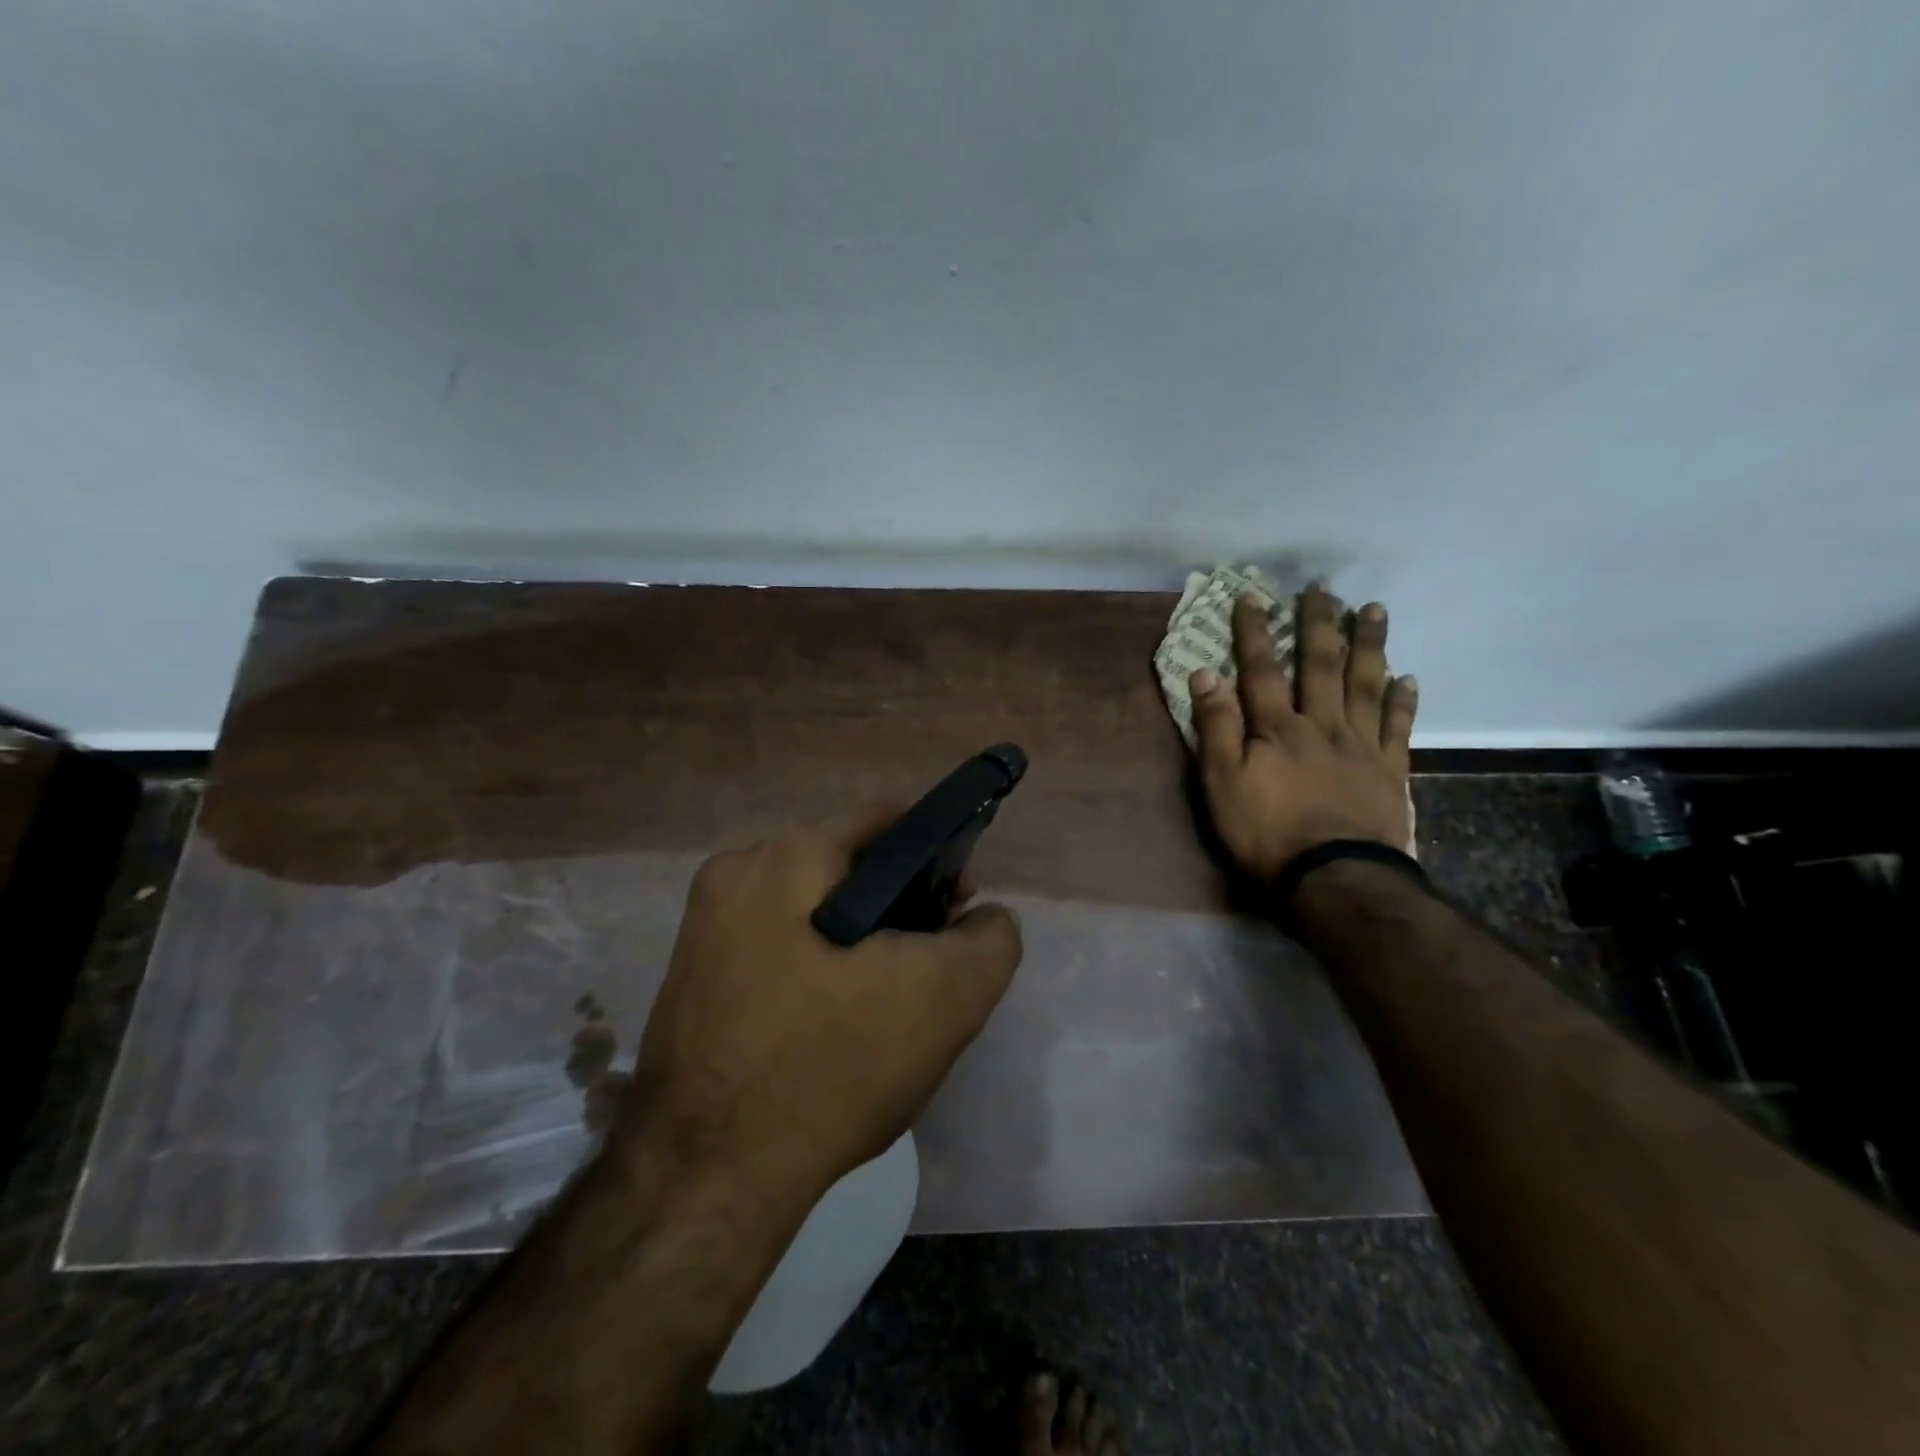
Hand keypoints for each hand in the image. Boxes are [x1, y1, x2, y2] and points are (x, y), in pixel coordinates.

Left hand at [618, 811, 1023, 1201]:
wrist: (708, 1177)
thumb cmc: (832, 1064)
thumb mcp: (947, 997)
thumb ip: (990, 940)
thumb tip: (984, 918)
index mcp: (786, 855)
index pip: (885, 823)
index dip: (938, 858)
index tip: (957, 911)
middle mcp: (736, 874)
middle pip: (846, 867)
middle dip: (898, 907)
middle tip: (927, 968)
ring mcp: (703, 927)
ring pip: (811, 911)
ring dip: (857, 942)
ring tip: (886, 1006)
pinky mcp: (689, 978)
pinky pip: (775, 949)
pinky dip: (814, 970)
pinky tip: (833, 1026)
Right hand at [1190, 584, 1418, 881]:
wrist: (1334, 877)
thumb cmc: (1266, 831)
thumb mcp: (1221, 782)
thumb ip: (1216, 727)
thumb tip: (1205, 674)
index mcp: (1278, 728)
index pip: (1261, 670)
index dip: (1253, 633)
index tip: (1251, 597)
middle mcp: (1322, 724)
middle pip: (1320, 665)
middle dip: (1318, 624)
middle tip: (1322, 588)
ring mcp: (1361, 744)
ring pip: (1365, 684)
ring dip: (1368, 645)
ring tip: (1372, 609)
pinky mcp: (1389, 769)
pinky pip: (1398, 726)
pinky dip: (1404, 700)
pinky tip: (1409, 677)